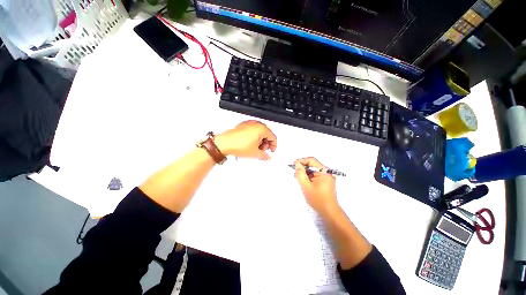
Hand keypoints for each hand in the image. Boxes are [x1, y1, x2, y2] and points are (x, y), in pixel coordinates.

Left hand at [215, 120, 276, 159]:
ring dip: (260, 140)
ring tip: (256, 148)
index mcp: (261, 128)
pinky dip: (254, 137)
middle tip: (263, 151)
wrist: (224, 143)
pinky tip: (251, 144)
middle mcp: (256, 124)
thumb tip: (268, 157)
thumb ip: (265, 156)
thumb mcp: (255, 153)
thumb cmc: (238, 145)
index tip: (272, 150)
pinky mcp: (243, 125)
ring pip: (260, 132)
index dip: (274, 145)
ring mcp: (249, 124)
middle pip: (267, 134)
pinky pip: (253, 130)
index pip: (273, 137)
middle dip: (266, 143)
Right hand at [294, 157, 338, 213]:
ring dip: (305, 172)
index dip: (301, 161)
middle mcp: (327, 172)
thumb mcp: (306, 186)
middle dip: (303, 167)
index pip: (311, 161)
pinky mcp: (326, 181)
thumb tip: (297, 164)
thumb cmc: (317, 199)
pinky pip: (315, 175)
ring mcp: (327, 177)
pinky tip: (303, 181)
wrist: (329, 212)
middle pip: (313, 165)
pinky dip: (309, 176)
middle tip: (294, 172)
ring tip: (298, 178)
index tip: (293, 164)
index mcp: (324, 171)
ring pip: (313, 170)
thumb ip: (300, 174)